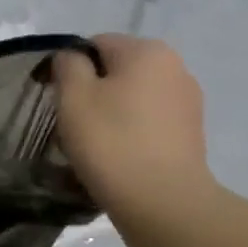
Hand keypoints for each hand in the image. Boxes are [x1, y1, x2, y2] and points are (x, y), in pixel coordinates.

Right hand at [53, 35, 213, 216]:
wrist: (163, 202)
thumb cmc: (111, 142)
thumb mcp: (73, 97)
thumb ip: (68, 65)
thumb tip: (72, 58)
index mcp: (146, 50)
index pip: (95, 45)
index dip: (69, 68)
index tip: (56, 99)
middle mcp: (174, 67)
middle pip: (117, 70)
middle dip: (92, 91)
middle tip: (72, 125)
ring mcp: (188, 101)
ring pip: (133, 97)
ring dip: (111, 112)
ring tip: (94, 146)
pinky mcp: (191, 133)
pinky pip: (150, 121)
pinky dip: (131, 131)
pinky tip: (119, 157)